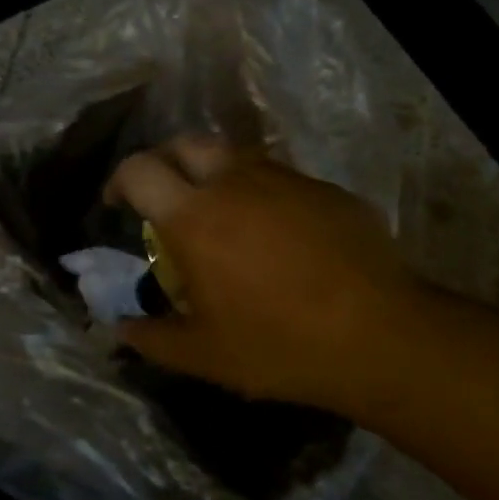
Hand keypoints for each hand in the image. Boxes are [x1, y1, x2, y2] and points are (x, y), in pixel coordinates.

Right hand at [105, 135, 433, 414]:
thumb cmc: (280, 344)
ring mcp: (284, 180)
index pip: (139, 170)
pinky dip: (261, 193)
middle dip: (165, 162)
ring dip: (214, 175)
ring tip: (221, 215)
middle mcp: (234, 182)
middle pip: (185, 144)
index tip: (117, 203)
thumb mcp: (204, 355)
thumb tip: (116, 330)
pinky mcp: (324, 189)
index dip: (119, 180)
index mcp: (194, 216)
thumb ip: (151, 338)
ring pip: (234, 156)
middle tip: (165, 197)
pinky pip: (278, 178)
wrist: (382, 337)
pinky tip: (276, 234)